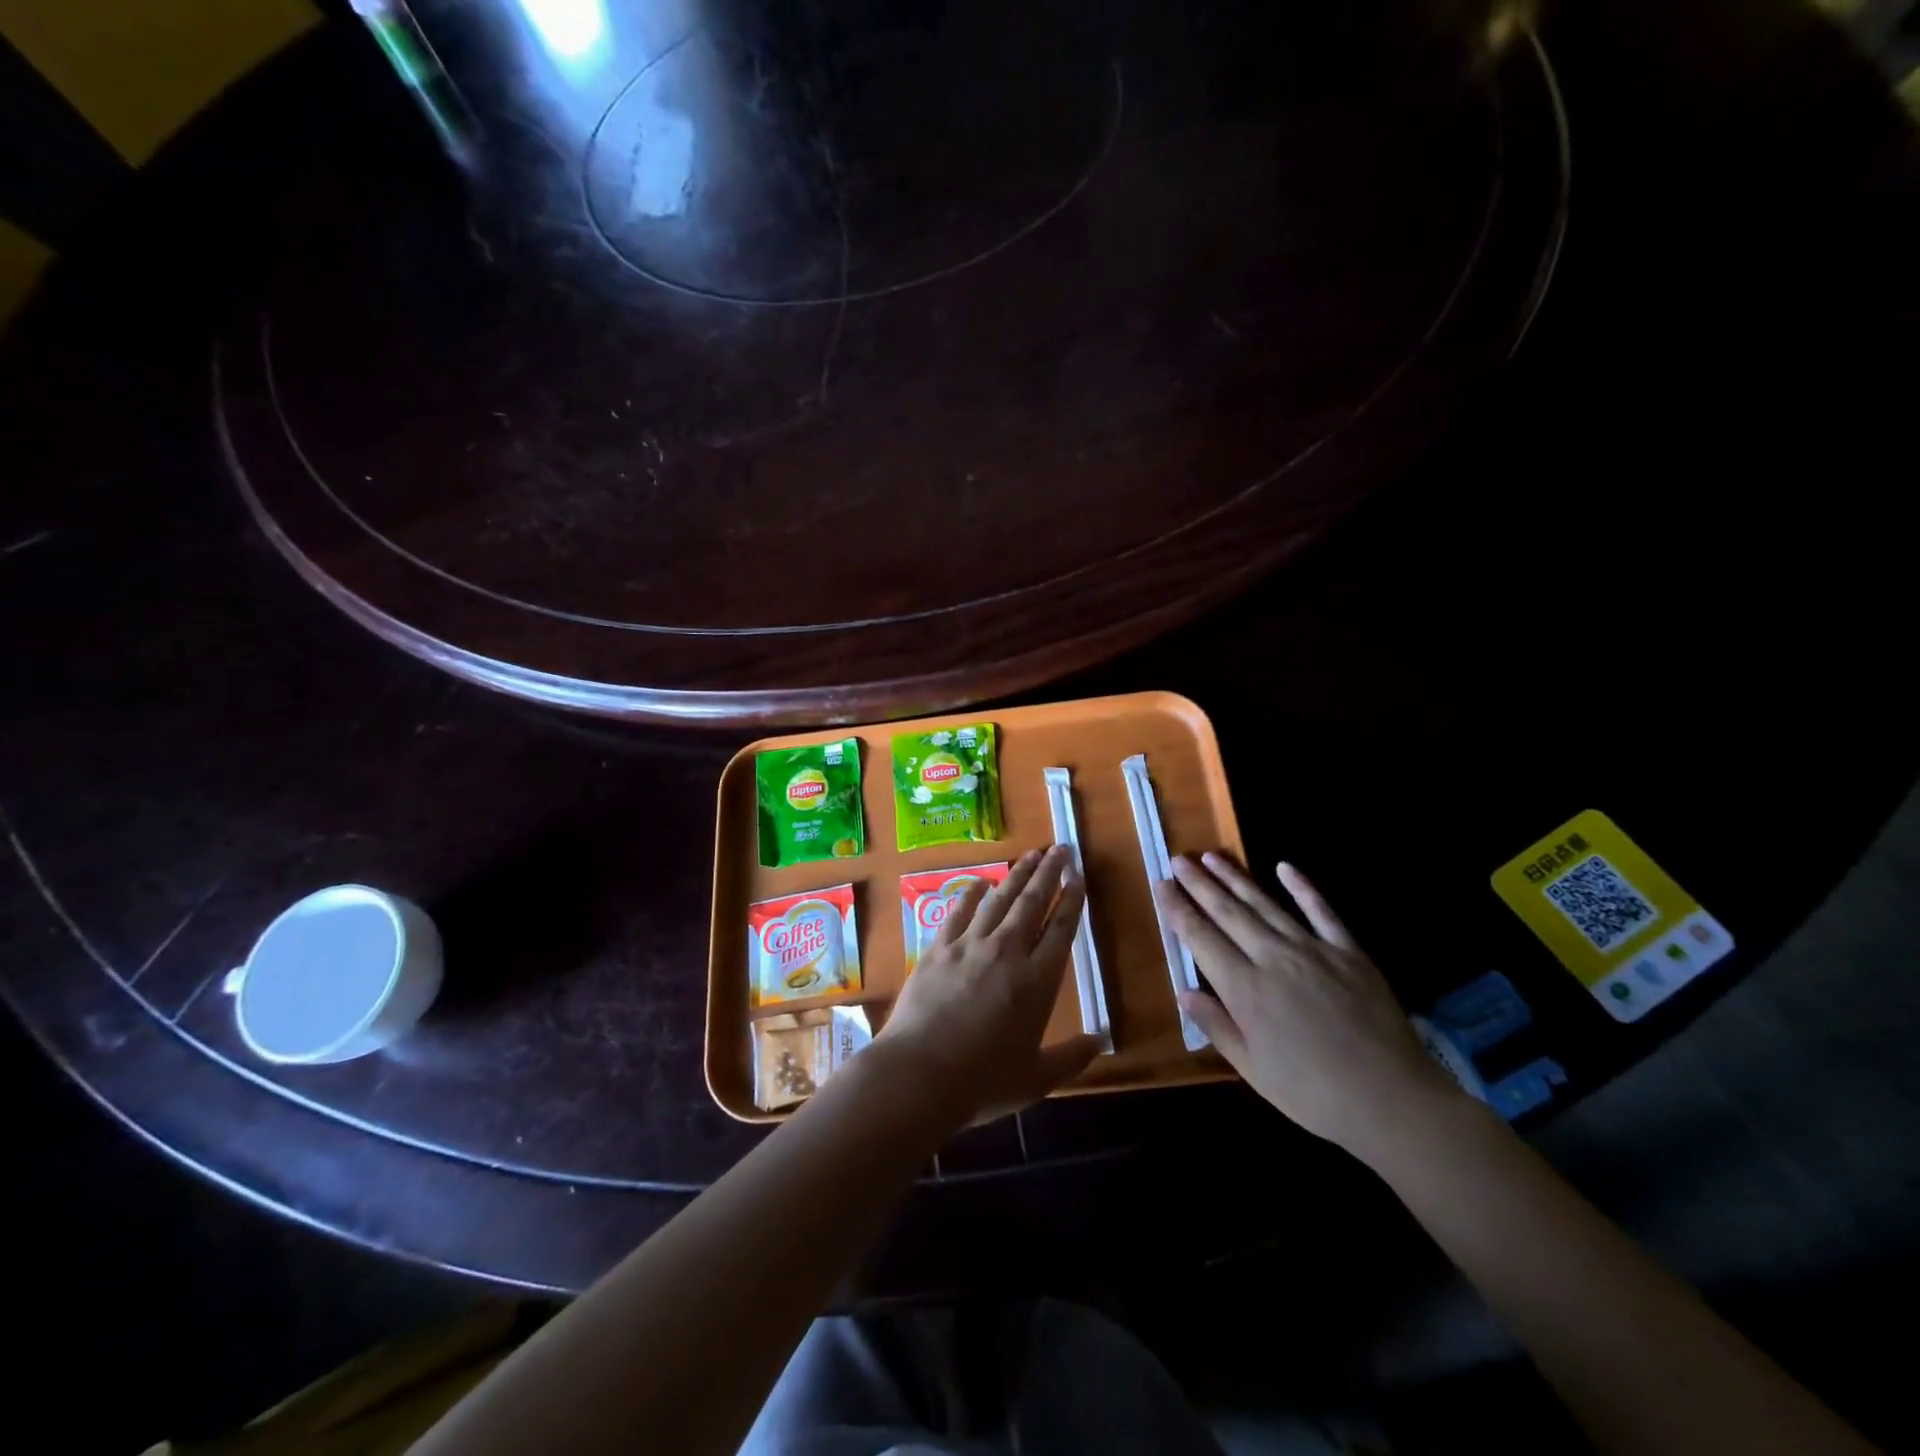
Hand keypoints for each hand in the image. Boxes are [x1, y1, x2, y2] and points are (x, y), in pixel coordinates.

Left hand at [876, 846, 1103, 1127]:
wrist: (920, 1073)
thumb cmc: (984, 1082)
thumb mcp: (1037, 1078)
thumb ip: (1072, 1057)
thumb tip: (1101, 1041)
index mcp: (1037, 981)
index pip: (1061, 930)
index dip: (1071, 901)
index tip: (1078, 878)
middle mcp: (1007, 952)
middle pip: (1033, 902)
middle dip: (1049, 873)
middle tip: (1060, 849)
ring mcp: (970, 945)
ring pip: (1000, 899)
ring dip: (1017, 875)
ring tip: (1031, 855)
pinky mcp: (938, 948)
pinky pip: (959, 911)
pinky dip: (971, 893)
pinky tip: (980, 881)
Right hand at [1156, 855, 1461, 1162]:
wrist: (1392, 1100)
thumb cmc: (1313, 1093)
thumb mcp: (1253, 1070)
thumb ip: (1217, 1026)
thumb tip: (1184, 992)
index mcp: (1244, 989)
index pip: (1200, 938)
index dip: (1178, 910)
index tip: (1160, 885)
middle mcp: (1272, 958)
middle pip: (1227, 913)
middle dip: (1199, 884)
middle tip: (1179, 860)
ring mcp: (1312, 950)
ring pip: (1265, 905)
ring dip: (1235, 878)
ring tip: (1212, 856)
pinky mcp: (1348, 952)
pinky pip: (1321, 911)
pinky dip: (1302, 887)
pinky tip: (1284, 867)